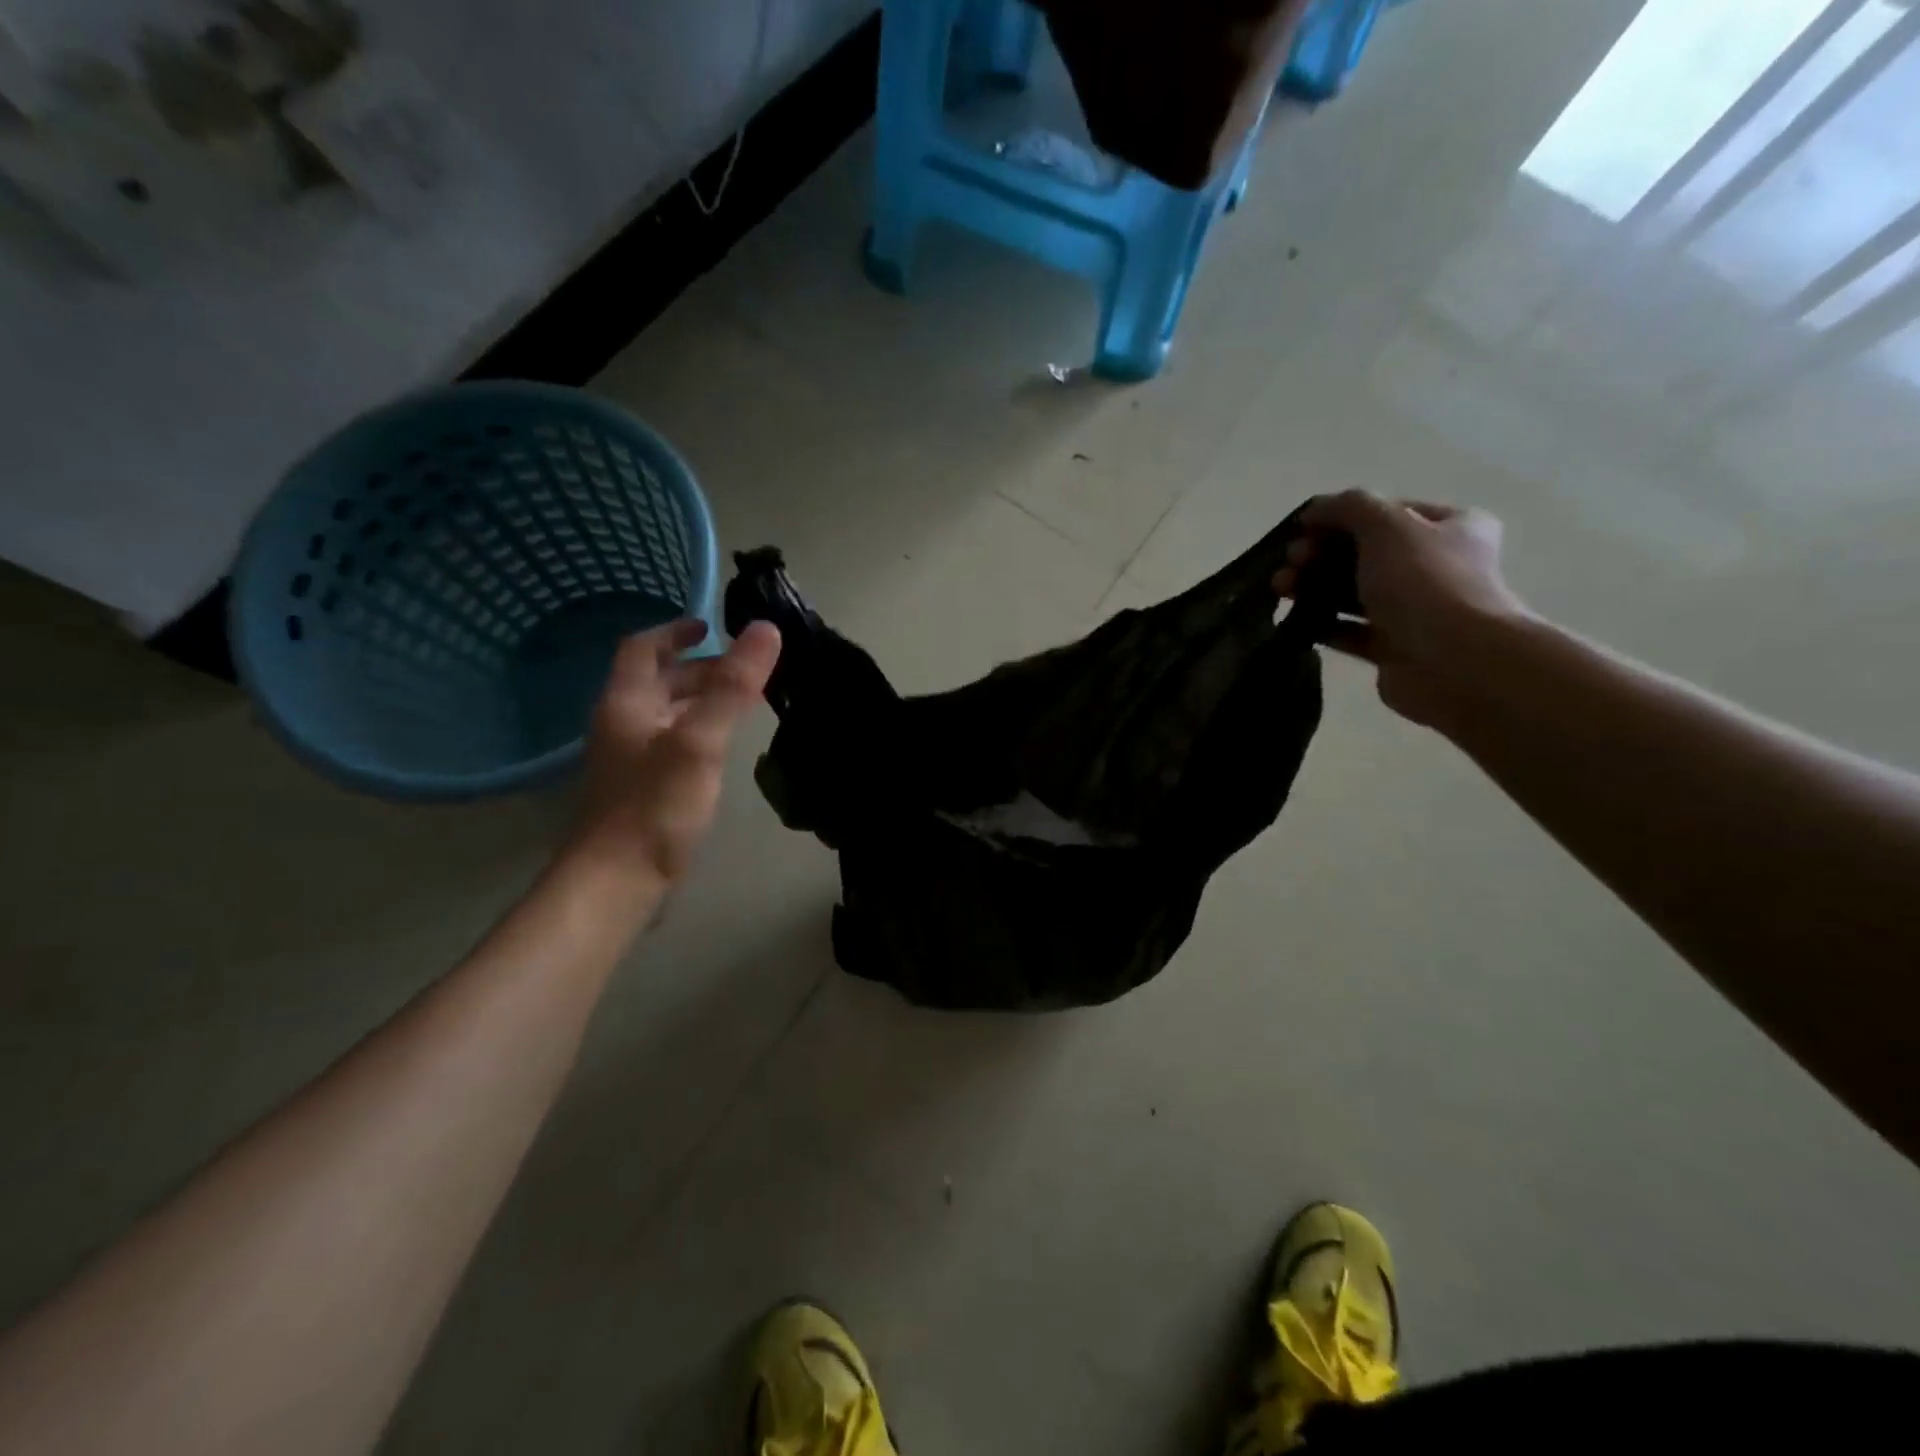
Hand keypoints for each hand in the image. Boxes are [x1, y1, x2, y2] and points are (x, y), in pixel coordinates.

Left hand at [565, 619, 781, 885]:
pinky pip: (672, 743)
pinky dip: (698, 731)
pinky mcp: (642, 789)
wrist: (616, 882)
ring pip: (666, 714)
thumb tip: (765, 630)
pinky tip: (724, 748)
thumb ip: (732, 687)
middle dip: (699, 669)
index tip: (711, 627)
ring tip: (743, 702)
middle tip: (745, 670)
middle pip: (657, 681)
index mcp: (626, 703)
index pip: (643, 648)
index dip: (675, 631)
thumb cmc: (655, 805)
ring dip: (700, 700)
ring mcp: (630, 759)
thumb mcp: (700, 741)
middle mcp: (622, 724)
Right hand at [1274, 490, 1530, 729]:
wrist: (1454, 661)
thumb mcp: (1387, 526)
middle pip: (1366, 553)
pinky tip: (1294, 620)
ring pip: (1354, 592)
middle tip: (1291, 562)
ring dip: (1314, 587)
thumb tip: (1314, 510)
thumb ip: (1349, 507)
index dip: (1340, 517)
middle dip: (1320, 554)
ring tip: (1280, 589)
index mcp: (1452, 527)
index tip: (1301, 529)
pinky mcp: (1393, 648)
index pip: (1387, 512)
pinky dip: (1322, 623)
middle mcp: (1437, 566)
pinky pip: (1350, 630)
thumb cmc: (1425, 582)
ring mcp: (1416, 610)